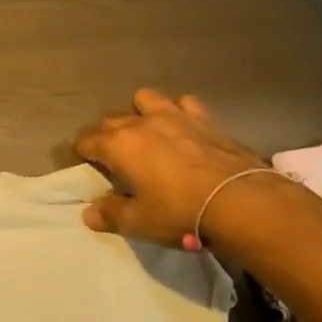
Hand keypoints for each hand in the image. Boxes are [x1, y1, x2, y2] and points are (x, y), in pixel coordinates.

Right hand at [74, 89, 269, 248]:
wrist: (238, 200)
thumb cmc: (180, 212)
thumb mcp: (140, 223)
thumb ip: (111, 215)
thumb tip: (89, 213)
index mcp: (118, 146)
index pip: (87, 141)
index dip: (83, 152)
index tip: (86, 162)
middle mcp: (141, 123)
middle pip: (112, 120)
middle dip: (108, 135)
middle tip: (117, 157)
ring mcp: (173, 116)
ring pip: (145, 99)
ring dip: (140, 112)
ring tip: (148, 132)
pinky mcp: (203, 118)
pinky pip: (183, 103)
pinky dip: (179, 111)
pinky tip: (183, 127)